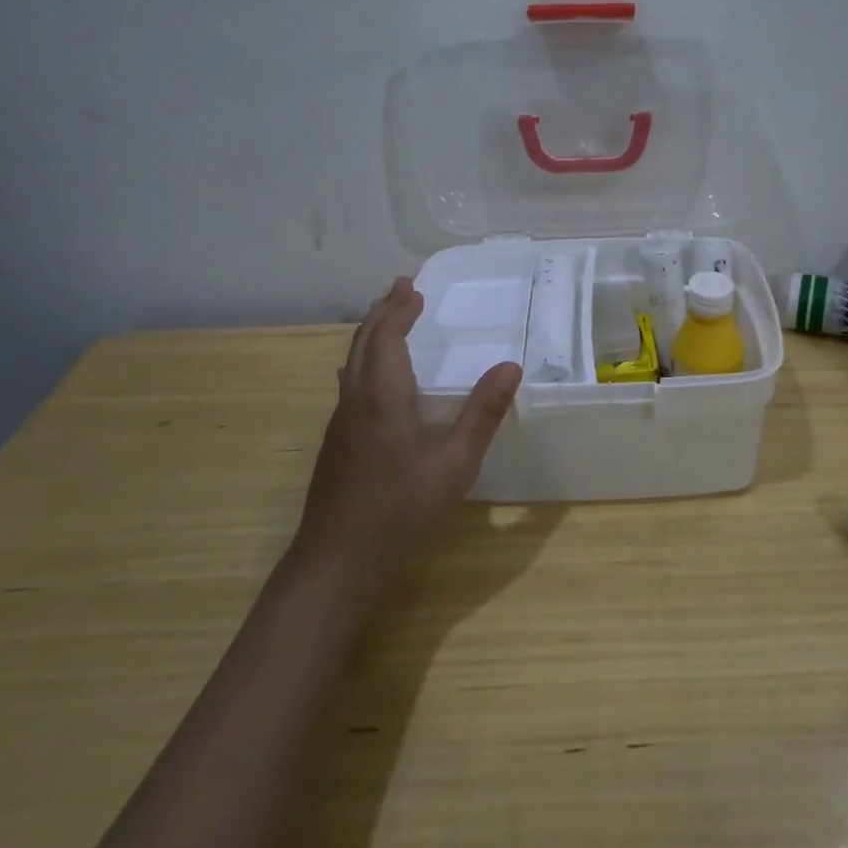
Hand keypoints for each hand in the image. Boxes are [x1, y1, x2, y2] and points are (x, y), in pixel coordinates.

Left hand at [295, 277, 520, 574]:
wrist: (337, 560)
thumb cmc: (400, 508)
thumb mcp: (455, 463)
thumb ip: (482, 414)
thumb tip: (511, 367)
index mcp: (381, 396)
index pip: (386, 336)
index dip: (399, 309)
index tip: (415, 287)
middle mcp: (355, 400)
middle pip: (362, 342)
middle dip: (382, 311)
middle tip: (402, 289)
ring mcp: (340, 422)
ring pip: (352, 362)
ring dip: (371, 334)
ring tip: (389, 320)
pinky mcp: (336, 442)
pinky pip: (350, 382)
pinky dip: (365, 359)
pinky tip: (376, 378)